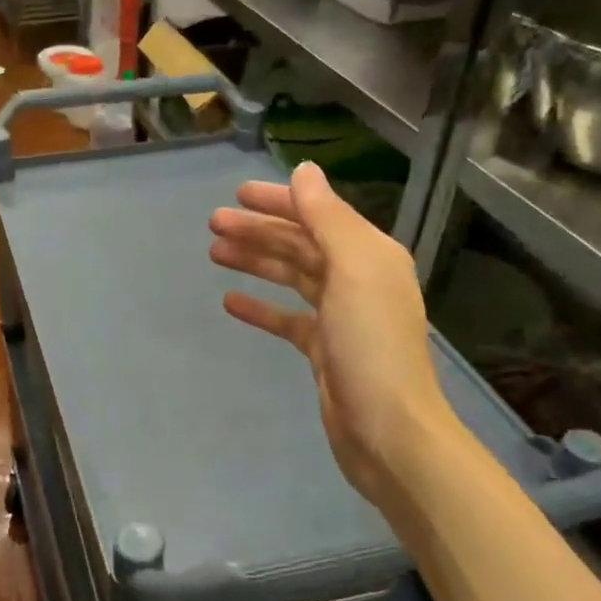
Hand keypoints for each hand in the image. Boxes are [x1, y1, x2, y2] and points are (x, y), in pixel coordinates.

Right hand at [209, 162, 451, 505]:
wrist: (387, 428)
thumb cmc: (371, 344)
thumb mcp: (353, 270)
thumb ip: (328, 218)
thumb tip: (305, 171)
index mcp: (369, 254)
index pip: (319, 215)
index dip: (279, 201)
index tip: (237, 194)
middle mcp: (357, 279)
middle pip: (301, 244)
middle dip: (258, 230)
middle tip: (213, 224)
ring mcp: (340, 316)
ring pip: (291, 277)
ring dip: (255, 262)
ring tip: (214, 253)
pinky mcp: (323, 350)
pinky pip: (287, 319)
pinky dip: (261, 308)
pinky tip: (230, 302)